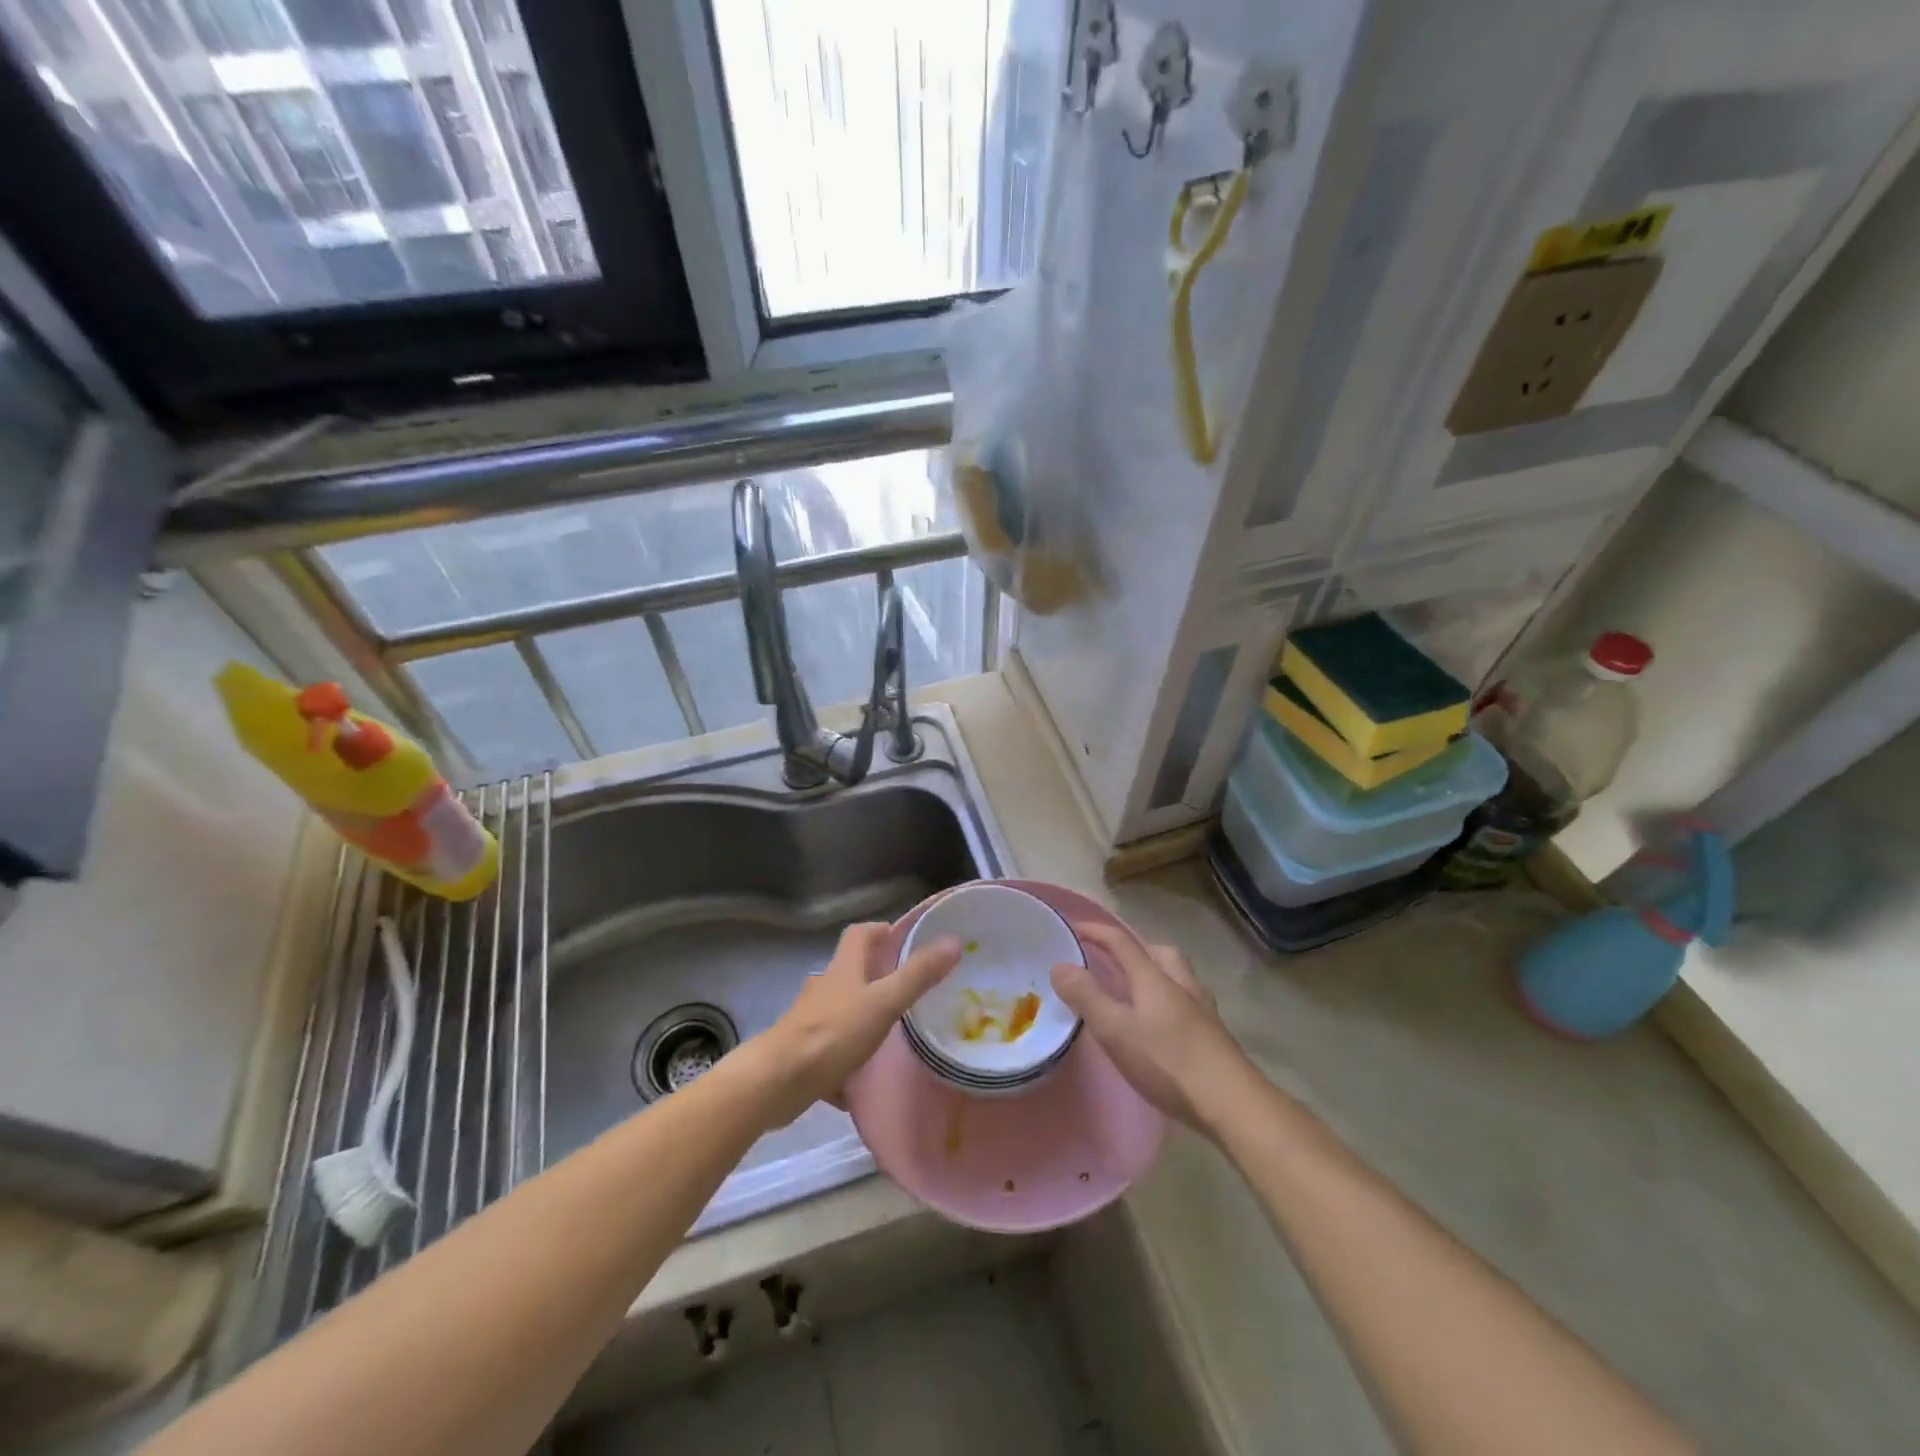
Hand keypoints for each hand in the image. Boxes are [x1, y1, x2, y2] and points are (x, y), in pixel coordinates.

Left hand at [748, 922, 961, 1127]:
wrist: (776, 1082)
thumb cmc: (832, 1034)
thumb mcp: (882, 1003)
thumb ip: (917, 975)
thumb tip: (952, 941)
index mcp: (843, 968)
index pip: (860, 933)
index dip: (882, 930)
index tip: (907, 940)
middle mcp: (825, 987)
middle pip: (852, 971)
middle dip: (879, 975)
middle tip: (912, 989)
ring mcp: (811, 1020)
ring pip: (843, 1010)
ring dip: (865, 1015)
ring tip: (895, 1033)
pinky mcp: (804, 1052)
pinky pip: (832, 1048)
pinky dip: (848, 1058)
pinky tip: (864, 1080)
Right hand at [1050, 923, 1249, 1133]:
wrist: (1231, 1102)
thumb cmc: (1168, 1062)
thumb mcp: (1116, 1030)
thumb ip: (1086, 996)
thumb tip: (1060, 965)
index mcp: (1154, 977)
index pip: (1122, 942)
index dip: (1097, 931)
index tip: (1075, 927)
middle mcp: (1180, 983)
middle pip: (1158, 952)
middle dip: (1134, 948)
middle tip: (1113, 960)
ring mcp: (1202, 1008)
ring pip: (1177, 975)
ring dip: (1155, 972)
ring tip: (1136, 991)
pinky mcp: (1214, 1033)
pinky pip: (1186, 999)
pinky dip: (1169, 998)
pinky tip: (1162, 1023)